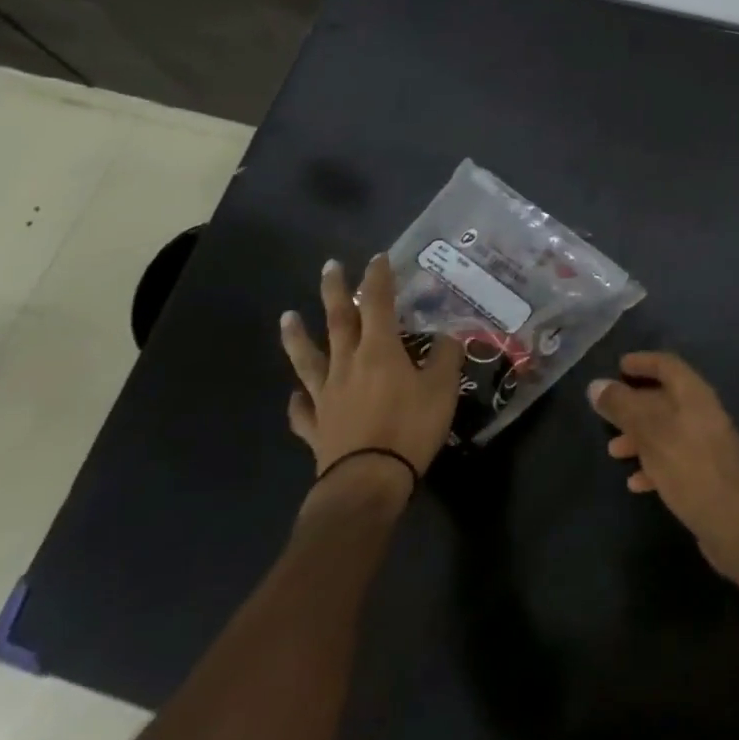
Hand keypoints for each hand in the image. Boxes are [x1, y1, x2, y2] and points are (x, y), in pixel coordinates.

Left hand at [282, 254, 462, 483]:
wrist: (367, 482)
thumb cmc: (409, 428)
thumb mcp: (442, 389)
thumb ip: (446, 357)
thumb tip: (450, 334)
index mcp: (380, 350)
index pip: (379, 304)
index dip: (379, 278)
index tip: (377, 257)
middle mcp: (348, 364)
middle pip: (339, 321)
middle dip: (336, 291)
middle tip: (329, 267)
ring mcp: (327, 396)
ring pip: (308, 360)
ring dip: (297, 337)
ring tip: (287, 317)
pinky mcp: (317, 428)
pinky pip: (303, 410)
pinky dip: (298, 401)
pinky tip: (295, 396)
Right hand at [588, 352, 738, 577]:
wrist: (734, 525)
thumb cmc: (690, 468)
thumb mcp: (650, 433)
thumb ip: (622, 407)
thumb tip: (596, 385)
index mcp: (695, 395)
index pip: (668, 365)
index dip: (643, 362)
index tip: (618, 366)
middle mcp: (704, 413)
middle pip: (665, 398)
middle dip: (634, 404)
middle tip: (608, 412)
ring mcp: (707, 445)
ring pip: (667, 430)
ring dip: (639, 437)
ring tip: (614, 451)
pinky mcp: (707, 474)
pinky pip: (674, 458)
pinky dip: (653, 463)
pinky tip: (636, 482)